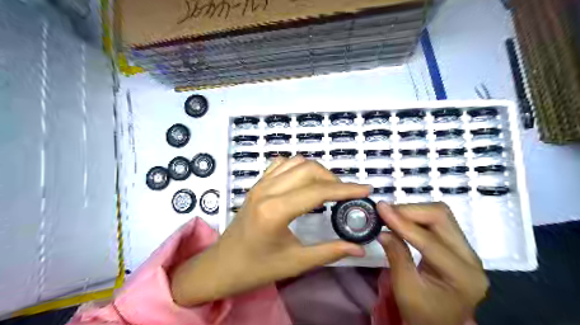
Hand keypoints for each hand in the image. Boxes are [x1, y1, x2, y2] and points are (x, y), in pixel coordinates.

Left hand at [171, 156, 368, 304]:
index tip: (365, 189)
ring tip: (327, 188)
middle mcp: (267, 190)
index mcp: (275, 211)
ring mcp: (260, 184)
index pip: (318, 191)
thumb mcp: (295, 263)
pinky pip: (281, 164)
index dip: (345, 189)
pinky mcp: (257, 184)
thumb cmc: (256, 268)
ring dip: (317, 171)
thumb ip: (329, 252)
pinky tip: (304, 181)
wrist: (222, 265)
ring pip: (296, 162)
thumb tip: (358, 248)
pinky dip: (298, 167)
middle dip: (333, 179)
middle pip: (309, 169)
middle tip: (345, 195)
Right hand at [376, 202, 488, 323]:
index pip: (430, 241)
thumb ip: (396, 256)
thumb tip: (383, 230)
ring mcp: (466, 250)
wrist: (438, 324)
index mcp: (463, 276)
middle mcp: (471, 258)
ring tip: (391, 216)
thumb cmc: (421, 313)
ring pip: (440, 215)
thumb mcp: (405, 288)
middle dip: (409, 211)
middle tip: (385, 212)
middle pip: (441, 218)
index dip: (402, 223)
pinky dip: (416, 217)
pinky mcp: (457, 245)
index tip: (380, 208)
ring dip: (413, 211)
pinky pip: (437, 221)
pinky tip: (401, 221)